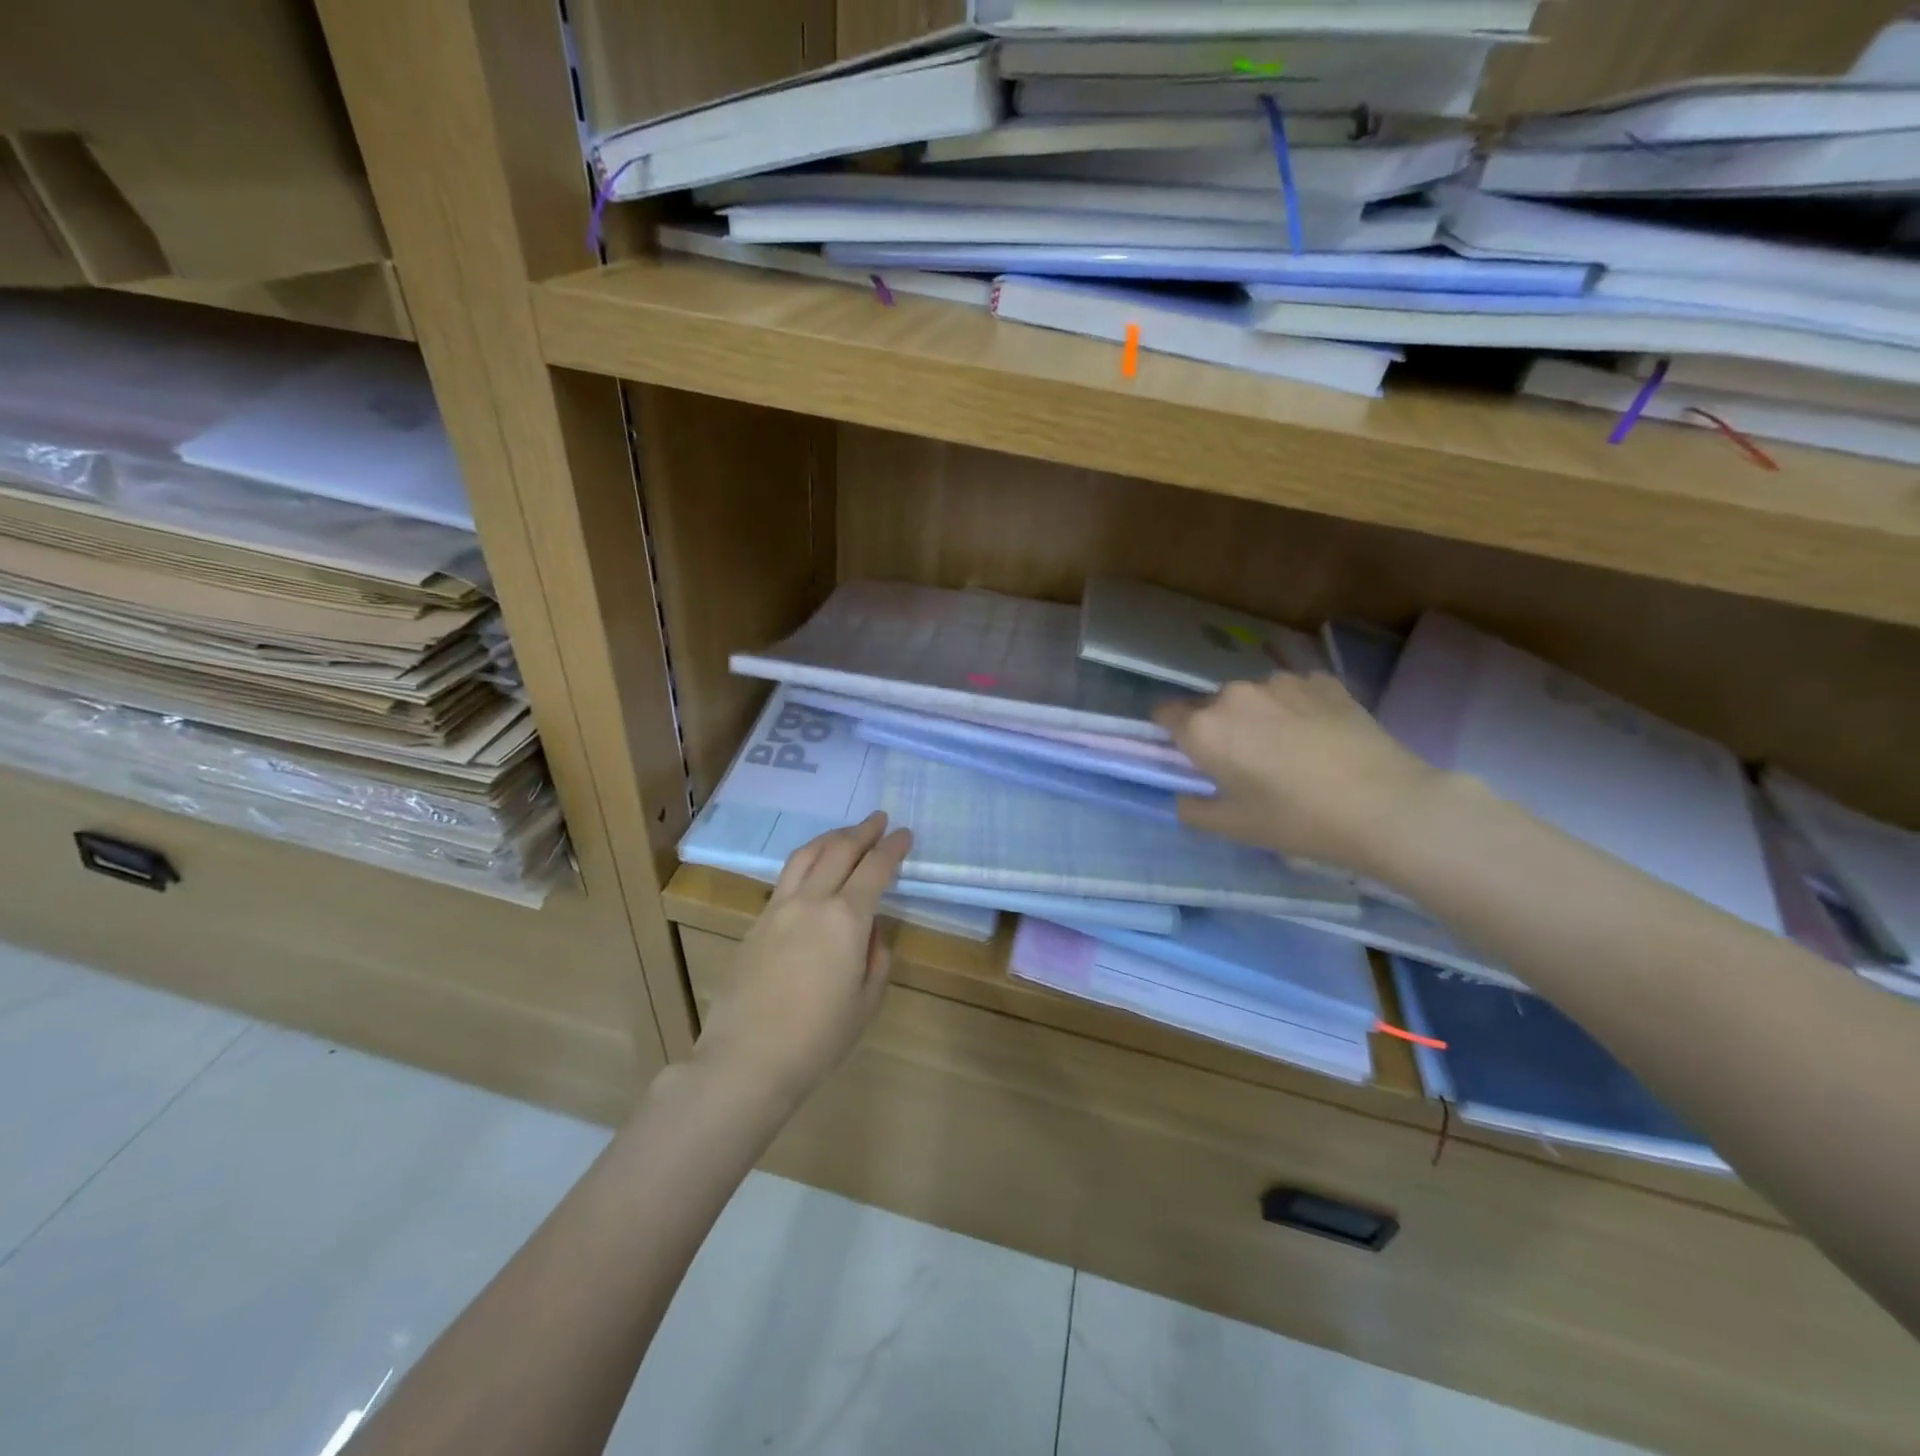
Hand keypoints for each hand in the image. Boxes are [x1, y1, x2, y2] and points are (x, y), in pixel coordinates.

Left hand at [693, 813, 913, 1106]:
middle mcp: (812, 901)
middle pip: (840, 850)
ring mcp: (778, 909)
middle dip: (863, 831)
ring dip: (830, 838)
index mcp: (846, 919)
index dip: (893, 847)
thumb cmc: (818, 1039)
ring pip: (806, 855)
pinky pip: (786, 878)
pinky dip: (806, 862)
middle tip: (879, 820)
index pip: (875, 868)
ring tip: (845, 833)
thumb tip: (869, 931)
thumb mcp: (866, 1002)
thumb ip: (876, 957)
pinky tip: (812, 871)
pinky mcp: (756, 923)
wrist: (747, 1060)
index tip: (904, 834)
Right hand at [1155, 673, 1441, 880]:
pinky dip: (1296, 709)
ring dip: (1258, 716)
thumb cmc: (1299, 821)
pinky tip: (1320, 737)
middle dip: (1220, 728)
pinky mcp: (1322, 681)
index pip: (1164, 714)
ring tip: (1290, 750)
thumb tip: (1184, 796)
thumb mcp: (1235, 828)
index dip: (1172, 734)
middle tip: (1246, 764)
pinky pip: (1293, 692)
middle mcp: (1235, 694)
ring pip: (1254, 697)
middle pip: (1211, 706)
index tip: (1191, 756)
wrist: (1388, 806)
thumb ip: (1194, 809)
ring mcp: (1282, 682)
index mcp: (1205, 728)